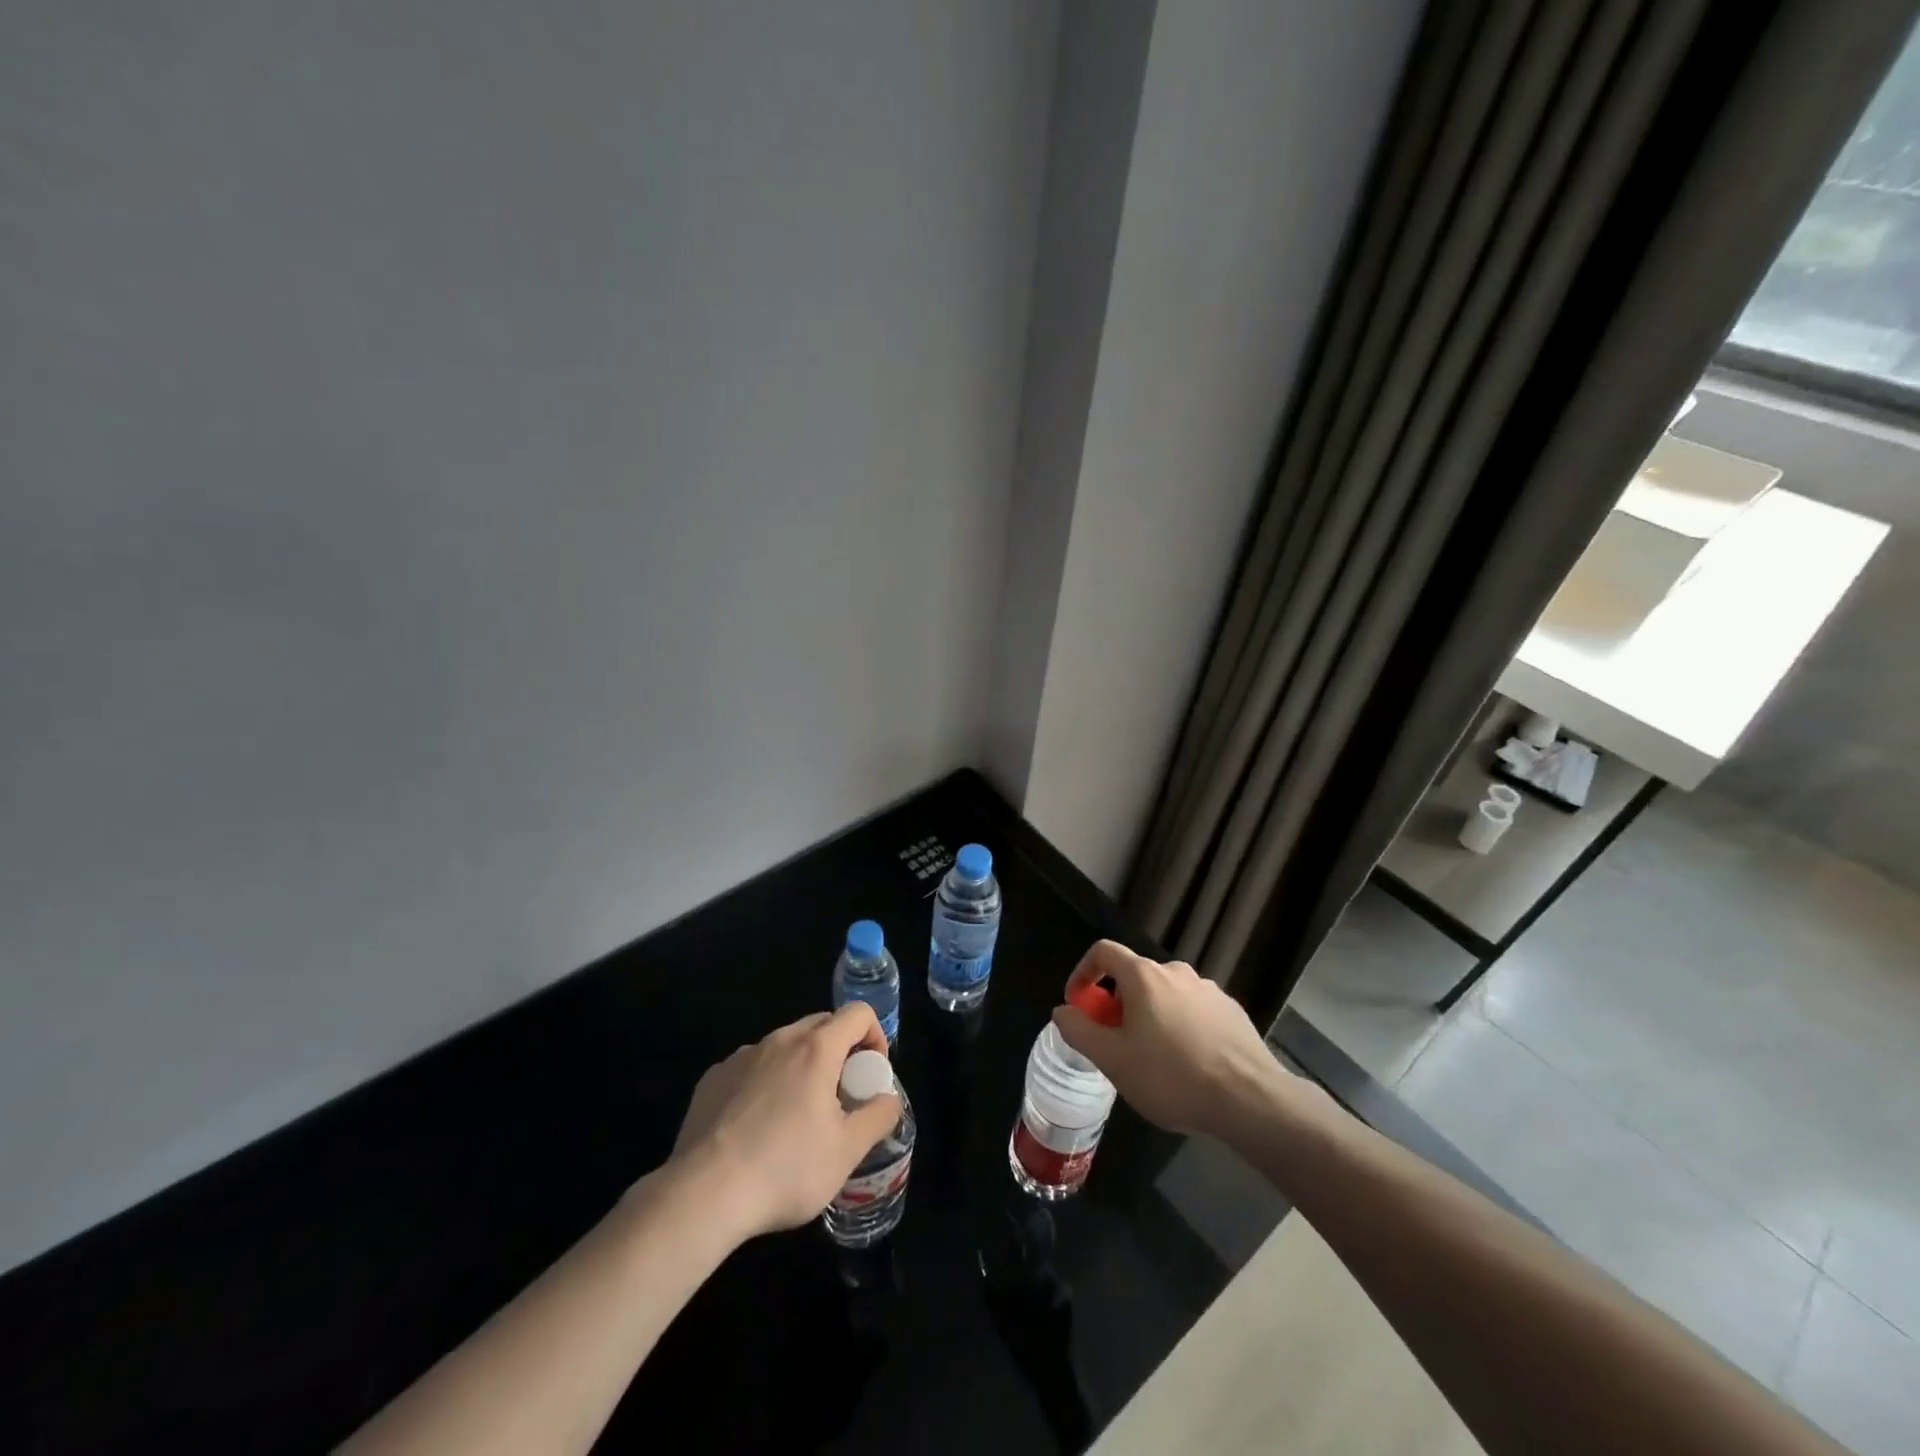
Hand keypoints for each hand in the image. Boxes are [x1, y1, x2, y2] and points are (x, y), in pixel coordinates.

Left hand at [668, 1004, 902, 1240]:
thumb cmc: (785, 1169)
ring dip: (801, 1066)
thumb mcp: (848, 1151)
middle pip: (821, 1025)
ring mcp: (742, 1056)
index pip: (857, 1014)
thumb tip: (889, 1099)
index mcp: (816, 1048)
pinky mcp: (713, 1078)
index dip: (875, 1036)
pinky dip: (765, 1083)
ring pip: (784, 1046)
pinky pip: (752, 1067)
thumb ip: (879, 1116)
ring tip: (797, 1116)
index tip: (871, 1074)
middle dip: (839, 1051)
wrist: (703, 1195)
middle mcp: (779, 1040)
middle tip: (840, 1096)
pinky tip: (756, 1127)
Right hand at [1051, 940, 1304, 1143]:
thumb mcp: (1113, 1061)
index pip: (1103, 951)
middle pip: (1134, 977)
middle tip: (1115, 1043)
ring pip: (1165, 995)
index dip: (1083, 973)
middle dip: (1117, 1004)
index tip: (1079, 1005)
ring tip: (1152, 1059)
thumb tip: (1063, 1010)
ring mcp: (1208, 989)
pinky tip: (1187, 1063)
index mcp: (1144, 976)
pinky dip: (1179, 1026)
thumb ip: (1080, 1031)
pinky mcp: (1231, 1011)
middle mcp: (1176, 971)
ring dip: (1150, 1016)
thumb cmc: (1172, 1077)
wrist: (1250, 1100)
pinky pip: (1192, 1010)